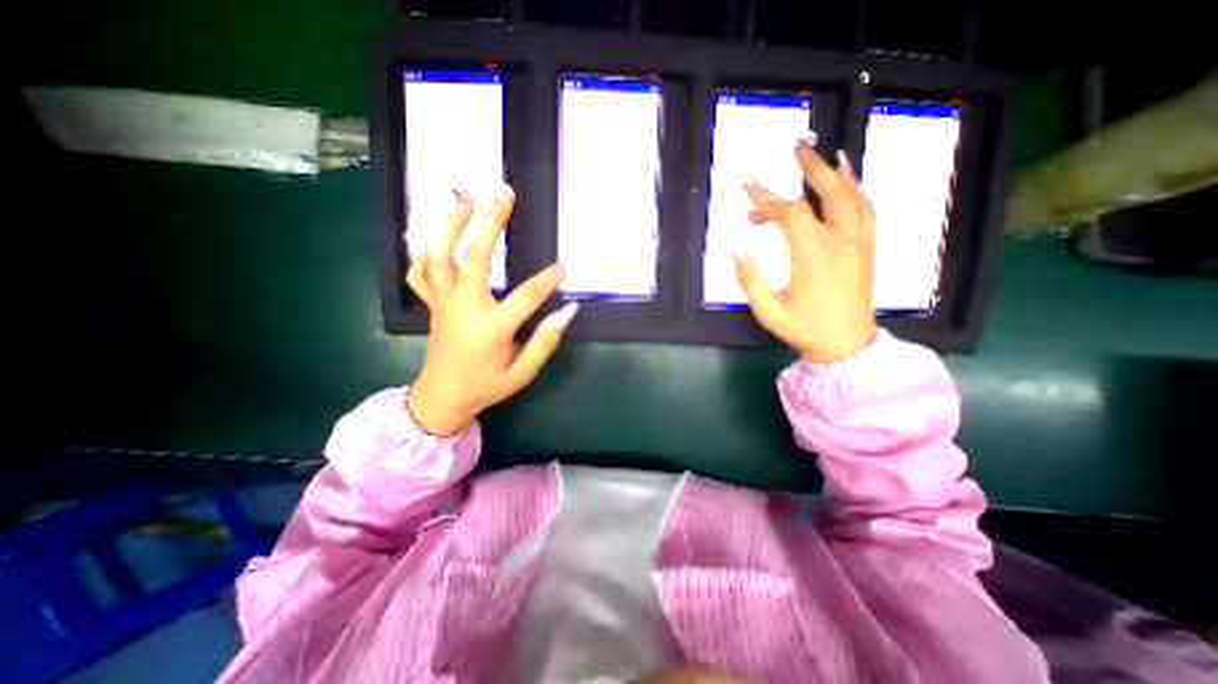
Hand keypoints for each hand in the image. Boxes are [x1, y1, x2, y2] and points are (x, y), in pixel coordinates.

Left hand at [405, 185, 576, 431]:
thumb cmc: (486, 386)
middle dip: (492, 221)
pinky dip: (426, 251)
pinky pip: (420, 272)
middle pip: (476, 256)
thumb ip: (545, 341)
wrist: (441, 399)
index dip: (550, 278)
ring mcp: (443, 302)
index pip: (527, 295)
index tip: (568, 263)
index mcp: (491, 328)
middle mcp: (464, 307)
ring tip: (466, 197)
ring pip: (441, 255)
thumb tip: (568, 311)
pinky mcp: (431, 304)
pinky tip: (438, 238)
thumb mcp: (523, 373)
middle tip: (505, 193)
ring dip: (452, 223)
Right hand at [732, 141, 876, 363]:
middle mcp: (841, 242)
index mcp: (815, 257)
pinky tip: (847, 179)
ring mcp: (859, 244)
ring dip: (835, 173)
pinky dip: (856, 189)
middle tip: (796, 147)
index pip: (790, 215)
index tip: (746, 189)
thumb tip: (735, 246)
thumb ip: (750, 279)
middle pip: (826, 195)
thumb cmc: (804, 329)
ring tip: (820, 156)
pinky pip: (866, 210)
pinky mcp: (866, 248)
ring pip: (851, 197)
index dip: (765, 200)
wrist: (847, 346)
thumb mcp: (769, 312)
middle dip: (808, 170)